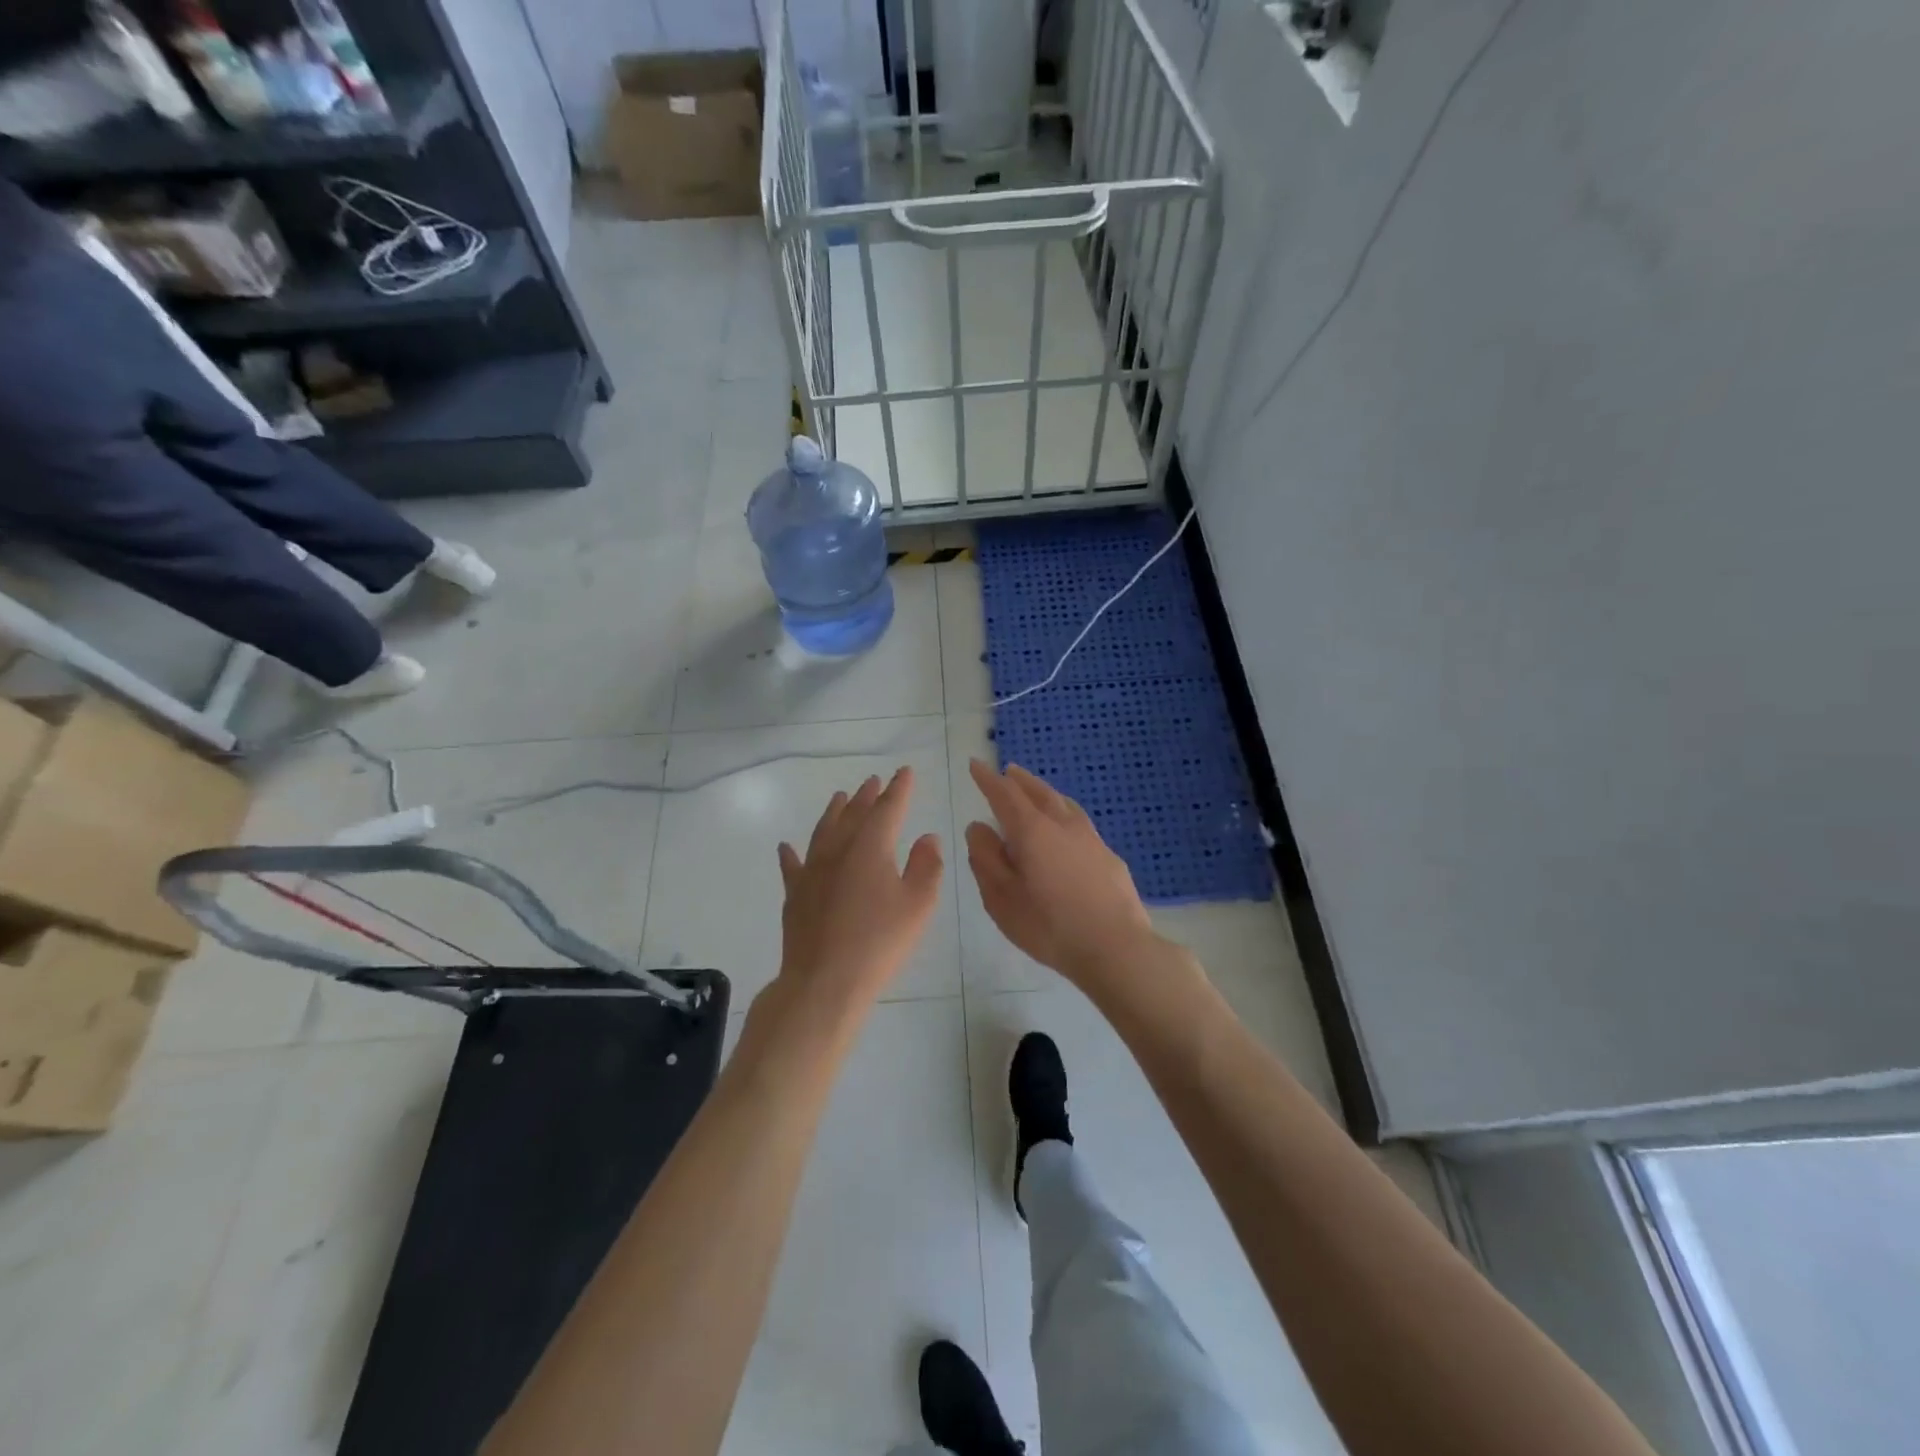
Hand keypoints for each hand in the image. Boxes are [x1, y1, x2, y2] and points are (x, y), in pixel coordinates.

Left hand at [774, 768, 943, 1014]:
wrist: (825, 981)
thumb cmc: (880, 943)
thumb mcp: (918, 906)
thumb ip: (927, 867)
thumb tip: (927, 837)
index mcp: (872, 848)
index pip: (888, 809)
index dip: (899, 789)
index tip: (905, 772)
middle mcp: (839, 850)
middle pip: (854, 814)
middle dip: (867, 795)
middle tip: (874, 781)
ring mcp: (812, 871)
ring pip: (823, 831)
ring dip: (834, 811)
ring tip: (840, 797)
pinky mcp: (795, 894)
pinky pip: (792, 865)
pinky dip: (791, 854)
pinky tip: (786, 846)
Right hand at [965, 761, 1157, 987]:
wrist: (1116, 947)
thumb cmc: (1049, 926)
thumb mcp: (1002, 898)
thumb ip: (986, 858)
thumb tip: (979, 827)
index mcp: (1032, 831)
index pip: (1005, 794)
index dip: (988, 779)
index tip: (976, 765)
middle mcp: (1063, 825)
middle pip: (1039, 792)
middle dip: (1020, 780)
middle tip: (1008, 771)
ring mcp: (1091, 839)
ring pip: (1064, 804)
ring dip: (1046, 793)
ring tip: (1037, 791)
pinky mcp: (1109, 857)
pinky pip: (1081, 823)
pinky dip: (1065, 814)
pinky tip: (1067, 828)